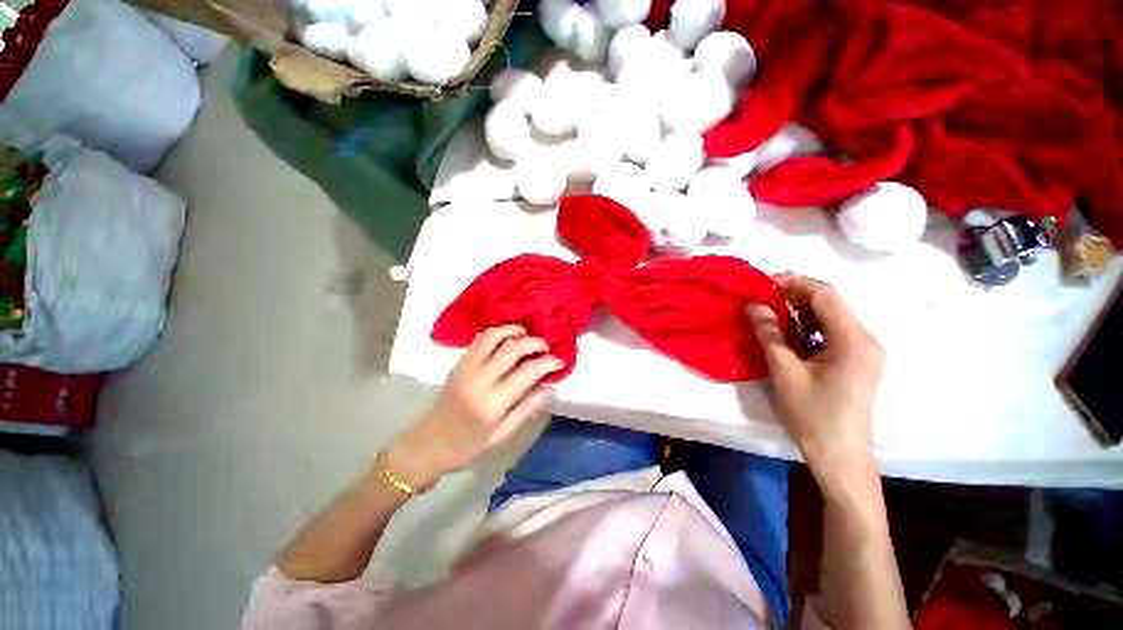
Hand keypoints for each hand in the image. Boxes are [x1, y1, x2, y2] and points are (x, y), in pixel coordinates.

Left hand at [385, 325, 562, 489]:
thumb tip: (551, 387)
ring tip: (528, 336)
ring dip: (515, 331)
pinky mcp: (459, 363)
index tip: (560, 362)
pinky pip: (480, 339)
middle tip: (546, 347)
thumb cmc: (468, 446)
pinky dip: (498, 332)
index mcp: (494, 403)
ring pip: (494, 336)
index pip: (528, 371)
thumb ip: (528, 408)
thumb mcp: (503, 435)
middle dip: (536, 342)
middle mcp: (480, 379)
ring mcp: (466, 367)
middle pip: (513, 348)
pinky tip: (508, 338)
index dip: (548, 362)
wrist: (428, 444)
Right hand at [746, 274, 883, 493]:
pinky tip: (788, 335)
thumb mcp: (784, 370)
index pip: (824, 294)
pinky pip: (832, 333)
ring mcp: (865, 351)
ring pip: (830, 317)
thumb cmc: (813, 415)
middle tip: (760, 298)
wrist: (841, 457)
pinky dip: (808, 328)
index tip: (761, 283)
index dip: (792, 282)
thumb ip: (768, 332)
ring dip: (800, 312)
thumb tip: (752, 304)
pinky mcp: (858, 362)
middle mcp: (866, 339)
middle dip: (794, 295)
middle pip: (830, 303)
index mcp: (854, 339)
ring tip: (769, 314)